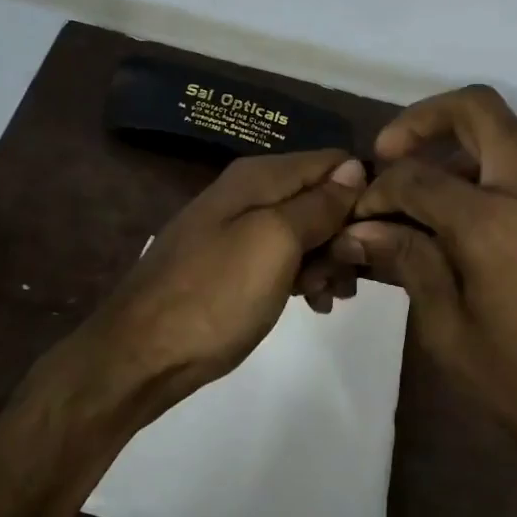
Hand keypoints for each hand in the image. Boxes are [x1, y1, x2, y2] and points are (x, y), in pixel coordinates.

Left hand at [87, 149, 367, 417]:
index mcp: (258, 177)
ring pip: (305, 232)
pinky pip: (282, 258)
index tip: (375, 234)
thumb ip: (316, 204)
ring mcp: (237, 230)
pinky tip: (312, 305)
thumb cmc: (215, 296)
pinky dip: (303, 277)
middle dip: (343, 234)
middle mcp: (248, 194)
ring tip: (330, 298)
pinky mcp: (232, 265)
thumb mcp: (274, 243)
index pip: (332, 161)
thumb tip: (354, 167)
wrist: (141, 355)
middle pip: (320, 197)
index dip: (360, 192)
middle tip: (348, 278)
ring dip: (327, 261)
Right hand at [330, 86, 516, 474]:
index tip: (360, 216)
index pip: (416, 176)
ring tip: (428, 204)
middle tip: (391, 155)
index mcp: (494, 221)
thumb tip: (362, 230)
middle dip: (423, 121)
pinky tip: (475, 228)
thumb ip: (408, 263)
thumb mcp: (450, 332)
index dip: (378, 190)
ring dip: (459, 153)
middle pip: (477, 110)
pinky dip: (494, 179)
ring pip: (508, 140)